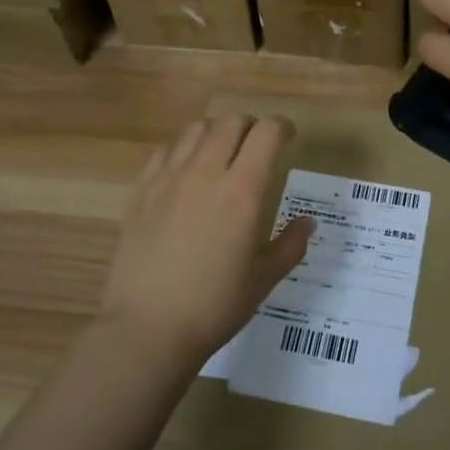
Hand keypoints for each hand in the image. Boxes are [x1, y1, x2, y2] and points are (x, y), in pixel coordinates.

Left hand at [97, 114, 313, 366]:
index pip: (267, 132)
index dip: (282, 128)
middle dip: (251, 127)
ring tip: (221, 156)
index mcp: (243, 190)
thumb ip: (291, 244)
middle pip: (231, 121)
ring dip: (216, 133)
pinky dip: (182, 150)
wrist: (147, 328)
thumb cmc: (214, 306)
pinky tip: (185, 173)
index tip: (288, 140)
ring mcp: (169, 178)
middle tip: (256, 149)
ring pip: (196, 129)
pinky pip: (165, 150)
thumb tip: (307, 222)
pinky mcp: (141, 191)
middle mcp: (206, 172)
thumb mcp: (264, 279)